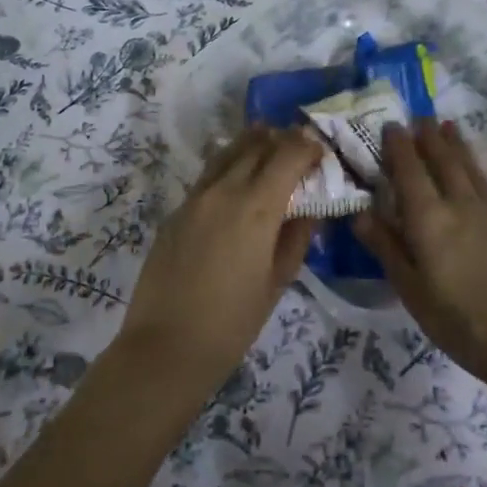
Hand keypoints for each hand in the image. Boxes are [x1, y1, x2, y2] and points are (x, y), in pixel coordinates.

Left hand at [117, 126, 320, 393]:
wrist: (166, 347)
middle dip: (281, 140)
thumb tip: (308, 209)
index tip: (320, 150)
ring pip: (226, 154)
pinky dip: (228, 165)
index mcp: (255, 207)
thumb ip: (296, 238)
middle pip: (255, 146)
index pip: (286, 156)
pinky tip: (236, 177)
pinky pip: (207, 176)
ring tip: (268, 141)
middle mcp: (223, 191)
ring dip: (251, 144)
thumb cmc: (233, 322)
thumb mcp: (277, 281)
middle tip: (299, 143)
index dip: (307, 147)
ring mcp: (194, 199)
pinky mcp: (175, 213)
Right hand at [355, 120, 486, 383]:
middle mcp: (460, 205)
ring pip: (472, 169)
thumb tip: (360, 213)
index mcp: (429, 220)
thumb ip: (387, 248)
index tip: (390, 125)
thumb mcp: (411, 291)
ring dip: (459, 145)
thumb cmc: (459, 321)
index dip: (398, 147)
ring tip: (448, 125)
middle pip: (442, 162)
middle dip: (428, 138)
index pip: (409, 172)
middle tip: (419, 118)